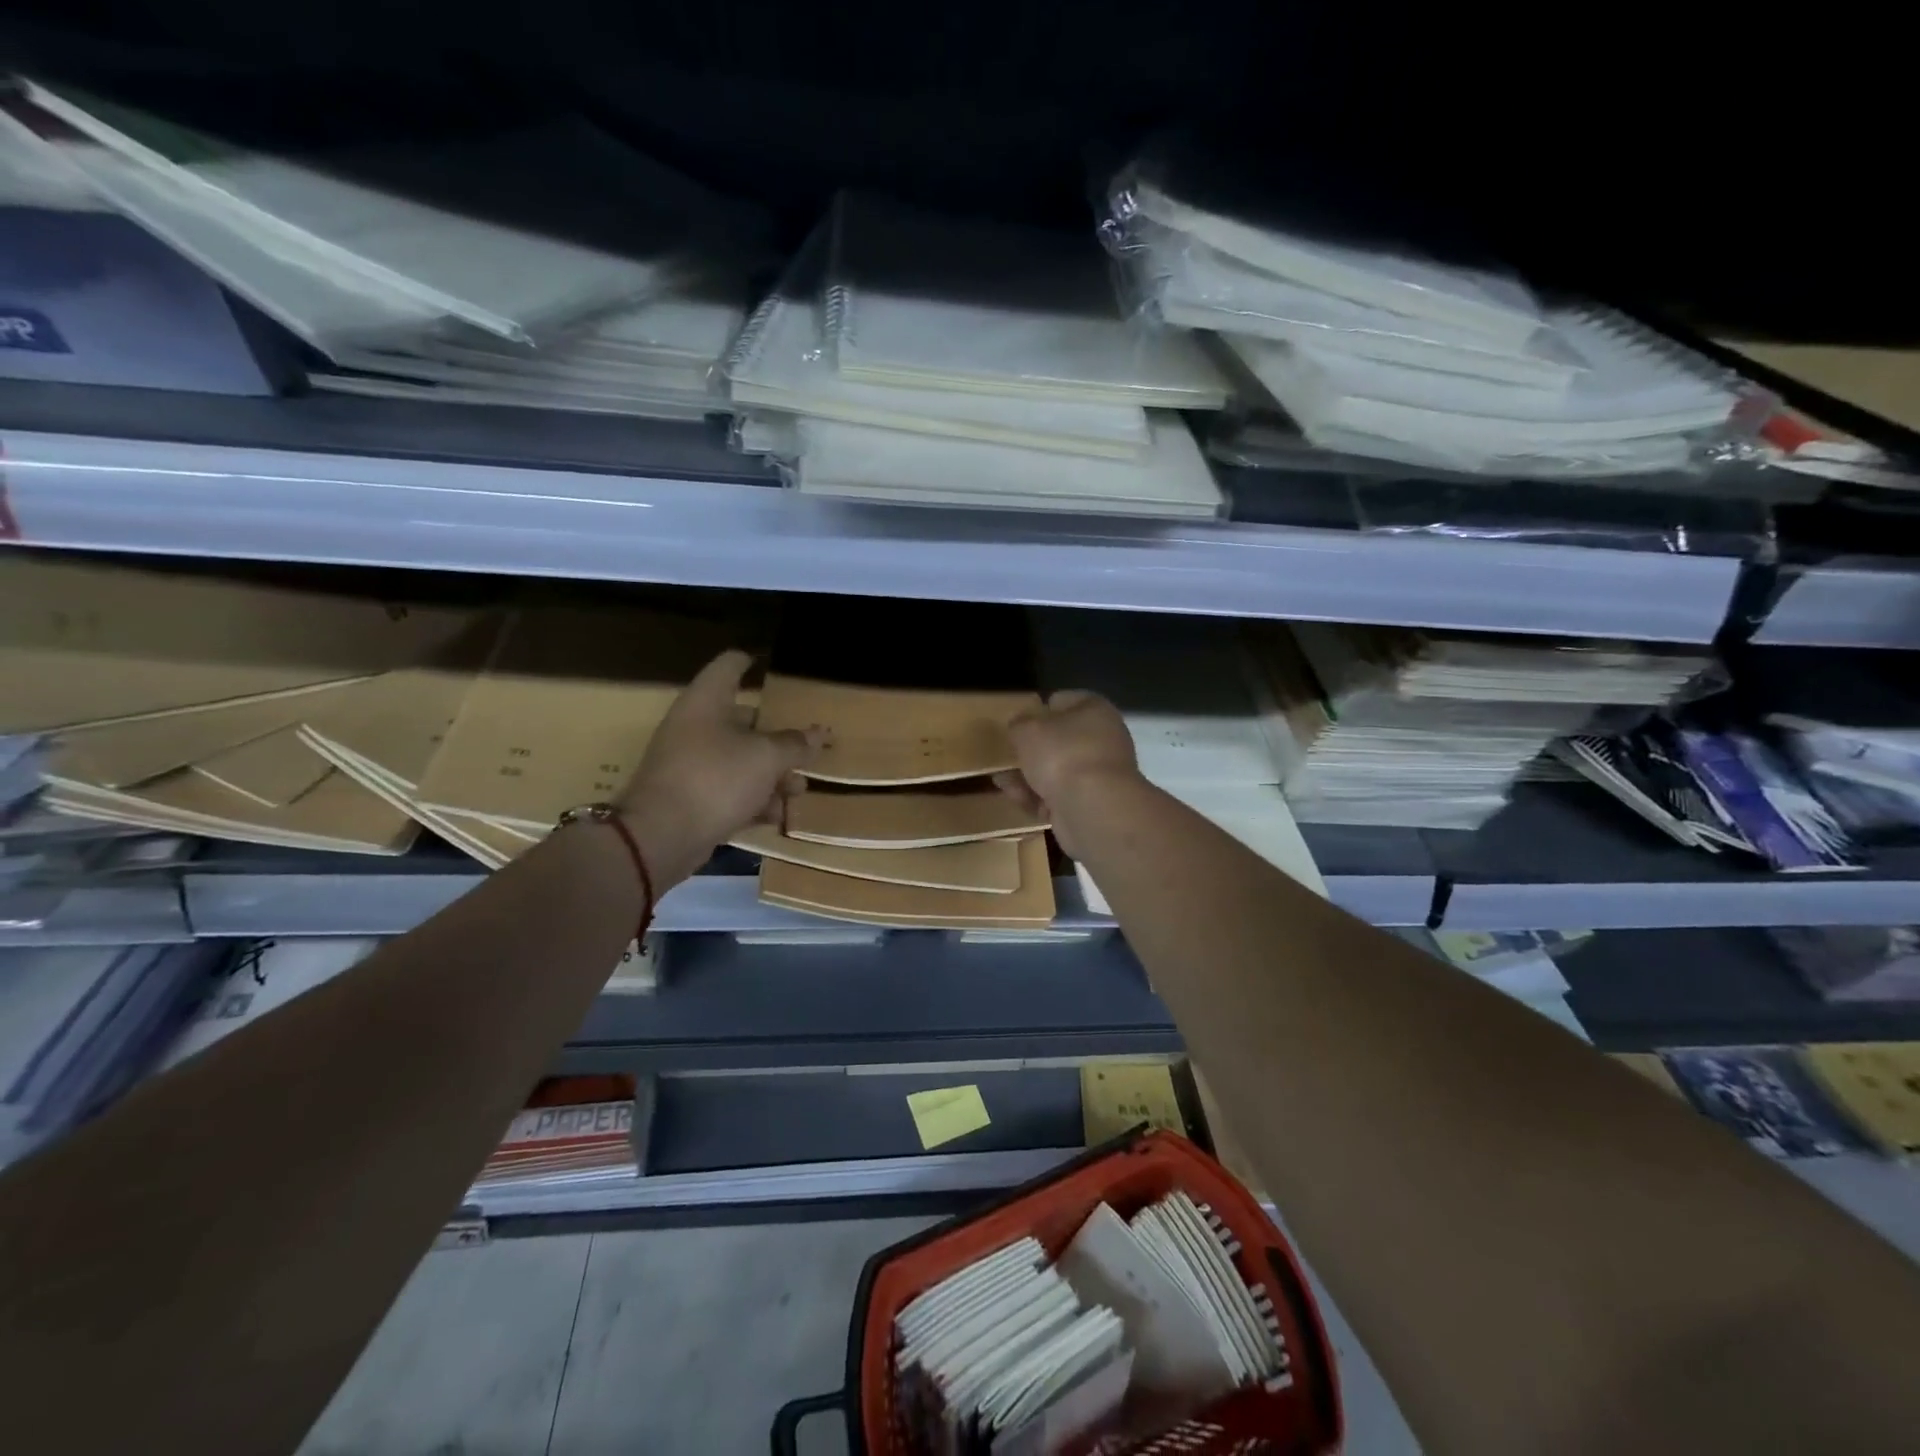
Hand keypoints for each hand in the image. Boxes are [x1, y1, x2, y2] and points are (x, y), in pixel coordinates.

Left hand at [617, 649, 817, 884]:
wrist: (662, 836)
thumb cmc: (716, 778)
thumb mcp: (766, 758)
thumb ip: (795, 744)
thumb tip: (819, 734)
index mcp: (706, 702)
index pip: (729, 666)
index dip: (750, 661)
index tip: (771, 664)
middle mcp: (695, 727)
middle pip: (742, 720)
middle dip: (778, 737)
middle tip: (807, 745)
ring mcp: (690, 764)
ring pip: (740, 760)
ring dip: (772, 775)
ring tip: (799, 789)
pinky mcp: (691, 799)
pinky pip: (730, 791)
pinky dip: (753, 800)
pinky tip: (777, 816)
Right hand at [994, 690, 1140, 860]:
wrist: (1092, 808)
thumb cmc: (1062, 754)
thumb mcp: (1027, 729)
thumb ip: (1019, 724)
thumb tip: (1020, 727)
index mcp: (1095, 711)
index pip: (1064, 700)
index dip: (1040, 708)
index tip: (1018, 722)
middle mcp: (1103, 739)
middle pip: (1061, 740)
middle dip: (1032, 750)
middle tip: (1007, 754)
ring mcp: (1099, 775)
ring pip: (1057, 771)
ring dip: (1029, 776)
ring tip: (1001, 779)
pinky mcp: (1092, 805)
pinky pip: (1058, 796)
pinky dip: (1037, 798)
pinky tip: (1015, 798)